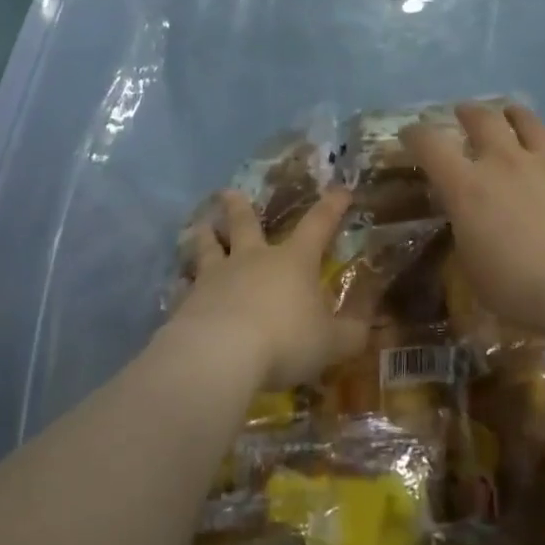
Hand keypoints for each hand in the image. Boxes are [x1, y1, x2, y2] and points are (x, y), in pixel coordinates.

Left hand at [172, 187, 368, 388]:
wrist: (221, 354)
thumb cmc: (285, 341)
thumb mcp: (332, 343)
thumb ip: (351, 334)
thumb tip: (366, 326)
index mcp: (293, 261)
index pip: (318, 225)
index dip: (332, 207)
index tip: (340, 190)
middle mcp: (253, 260)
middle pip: (245, 224)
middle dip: (239, 206)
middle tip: (228, 192)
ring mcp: (216, 277)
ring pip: (208, 247)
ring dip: (205, 235)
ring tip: (201, 225)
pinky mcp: (188, 301)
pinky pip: (185, 287)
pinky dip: (183, 284)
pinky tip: (178, 286)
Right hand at [403, 103, 544, 336]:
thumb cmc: (522, 288)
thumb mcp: (475, 270)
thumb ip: (469, 236)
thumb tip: (472, 224)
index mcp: (468, 187)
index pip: (430, 145)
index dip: (416, 135)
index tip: (411, 135)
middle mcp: (507, 163)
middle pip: (483, 119)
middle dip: (468, 113)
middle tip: (463, 114)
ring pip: (529, 123)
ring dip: (515, 116)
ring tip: (512, 116)